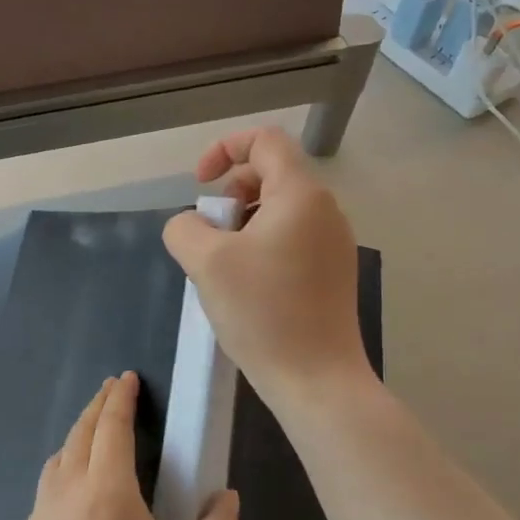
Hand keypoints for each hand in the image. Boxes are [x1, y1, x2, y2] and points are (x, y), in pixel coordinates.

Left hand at [7, 373, 239, 519]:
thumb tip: (226, 497)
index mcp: (105, 491)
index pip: (111, 427)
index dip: (121, 398)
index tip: (127, 378)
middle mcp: (64, 494)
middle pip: (79, 435)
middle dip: (97, 407)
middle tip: (111, 391)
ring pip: (55, 464)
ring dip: (75, 441)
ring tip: (90, 439)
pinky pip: (44, 503)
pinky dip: (60, 485)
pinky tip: (72, 511)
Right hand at [161, 127, 373, 408]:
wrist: (316, 379)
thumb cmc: (262, 312)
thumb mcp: (206, 262)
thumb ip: (185, 228)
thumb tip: (191, 225)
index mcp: (301, 195)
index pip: (265, 140)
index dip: (224, 149)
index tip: (200, 187)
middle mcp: (325, 211)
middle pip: (271, 174)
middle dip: (230, 195)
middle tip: (210, 235)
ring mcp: (334, 243)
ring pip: (279, 210)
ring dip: (242, 224)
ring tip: (223, 265)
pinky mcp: (333, 273)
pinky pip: (291, 239)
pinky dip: (261, 246)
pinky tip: (246, 287)